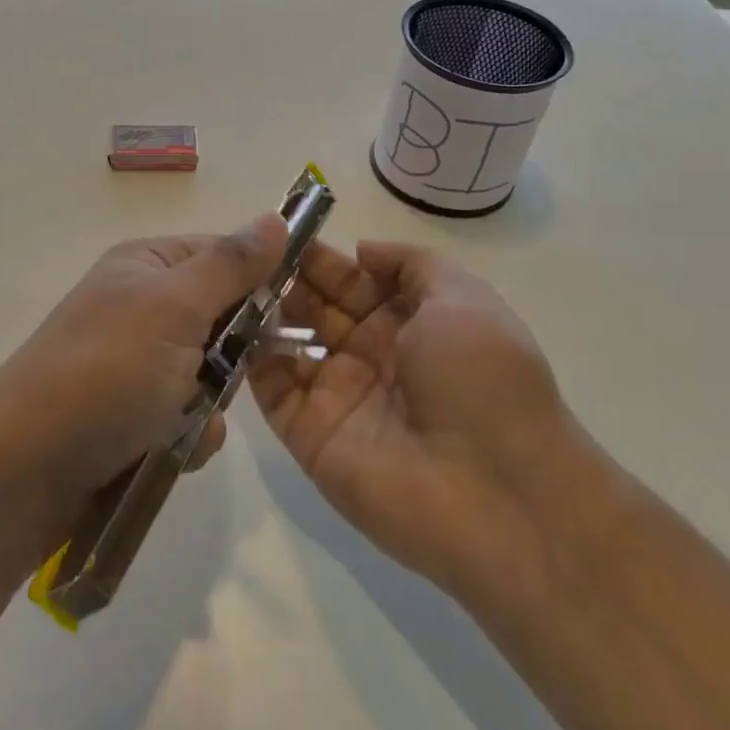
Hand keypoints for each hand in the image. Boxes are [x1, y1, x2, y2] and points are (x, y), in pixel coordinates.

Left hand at [0, 213, 288, 527]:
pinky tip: (169, 451)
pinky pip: (186, 416)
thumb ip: (231, 265)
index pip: (224, 255)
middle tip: (223, 375)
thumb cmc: (106, 373)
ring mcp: (132, 363)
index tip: (287, 318)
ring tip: (182, 423)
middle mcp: (139, 306)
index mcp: (145, 265)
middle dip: (232, 355)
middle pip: (221, 318)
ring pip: (209, 374)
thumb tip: (276, 217)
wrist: (23, 471)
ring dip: (209, 404)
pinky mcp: (129, 415)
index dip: (259, 282)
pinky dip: (187, 435)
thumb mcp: (175, 307)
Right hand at [250, 239, 581, 609]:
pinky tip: (233, 327)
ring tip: (234, 284)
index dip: (322, 258)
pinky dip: (250, 361)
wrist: (497, 497)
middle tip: (250, 255)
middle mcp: (372, 357)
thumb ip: (412, 264)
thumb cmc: (481, 380)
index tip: (283, 232)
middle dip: (286, 280)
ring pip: (288, 345)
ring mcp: (339, 397)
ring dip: (263, 315)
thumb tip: (361, 251)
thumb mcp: (464, 298)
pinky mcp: (311, 436)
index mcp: (410, 324)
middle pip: (317, 309)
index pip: (353, 281)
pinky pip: (272, 392)